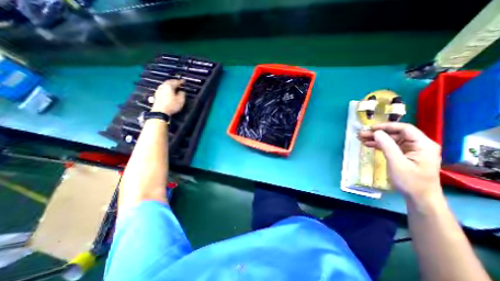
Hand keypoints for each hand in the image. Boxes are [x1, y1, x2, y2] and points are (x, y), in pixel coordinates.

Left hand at [152, 79, 186, 114]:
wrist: (160, 111)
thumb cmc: (172, 105)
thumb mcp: (180, 100)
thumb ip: (182, 94)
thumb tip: (182, 91)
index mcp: (169, 86)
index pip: (176, 82)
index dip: (180, 81)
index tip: (184, 81)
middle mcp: (163, 86)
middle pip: (169, 82)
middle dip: (174, 82)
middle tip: (178, 82)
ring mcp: (158, 90)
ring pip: (165, 85)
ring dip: (170, 85)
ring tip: (174, 86)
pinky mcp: (156, 94)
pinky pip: (163, 89)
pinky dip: (166, 88)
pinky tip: (168, 91)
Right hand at [360, 123, 439, 201]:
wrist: (419, 198)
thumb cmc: (410, 181)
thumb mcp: (397, 163)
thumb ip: (387, 146)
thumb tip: (377, 132)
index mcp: (422, 144)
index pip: (404, 129)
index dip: (386, 126)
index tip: (371, 128)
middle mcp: (418, 145)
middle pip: (395, 134)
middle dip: (377, 133)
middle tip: (361, 134)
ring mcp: (411, 150)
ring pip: (391, 140)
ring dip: (376, 139)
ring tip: (361, 139)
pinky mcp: (405, 155)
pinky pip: (390, 146)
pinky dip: (379, 145)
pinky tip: (368, 144)